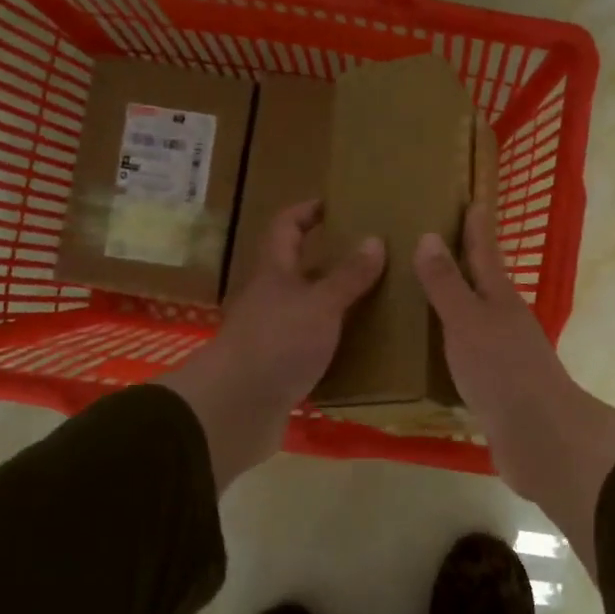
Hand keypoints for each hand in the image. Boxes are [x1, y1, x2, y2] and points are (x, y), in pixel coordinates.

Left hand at [156, 200, 384, 489]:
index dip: (307, 211)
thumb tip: (375, 240)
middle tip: (374, 256)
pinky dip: (335, 340)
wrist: (235, 408)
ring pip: (308, 308)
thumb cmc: (277, 343)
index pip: (286, 226)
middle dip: (332, 259)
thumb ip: (348, 276)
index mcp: (275, 272)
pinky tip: (362, 346)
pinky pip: (312, 344)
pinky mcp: (279, 366)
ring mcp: (273, 333)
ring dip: (337, 302)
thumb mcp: (320, 304)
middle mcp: (271, 297)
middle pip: (299, 268)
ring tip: (379, 300)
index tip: (336, 204)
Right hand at [414, 204, 614, 573]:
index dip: (477, 227)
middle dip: (464, 262)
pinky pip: (467, 353)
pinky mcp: (496, 386)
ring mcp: (503, 355)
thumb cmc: (502, 370)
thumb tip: (429, 236)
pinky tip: (433, 348)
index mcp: (500, 299)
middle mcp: (505, 321)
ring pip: (475, 319)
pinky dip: (451, 342)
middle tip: (435, 242)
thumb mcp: (468, 321)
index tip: (474, 199)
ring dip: (455, 303)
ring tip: (424, 292)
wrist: (539, 437)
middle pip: (483, 284)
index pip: (485, 252)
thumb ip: (447, 284)